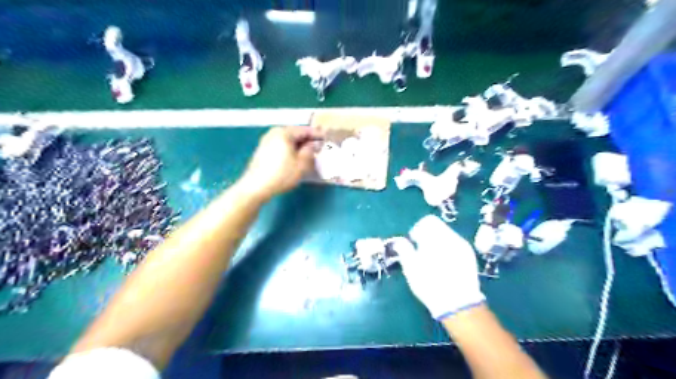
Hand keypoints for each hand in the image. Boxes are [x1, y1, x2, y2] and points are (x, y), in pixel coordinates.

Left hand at [238, 126, 320, 199]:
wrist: (255, 187)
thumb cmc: (281, 175)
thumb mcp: (302, 164)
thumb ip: (310, 151)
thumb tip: (313, 145)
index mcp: (284, 133)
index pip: (305, 130)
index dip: (318, 135)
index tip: (327, 138)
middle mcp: (274, 133)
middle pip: (295, 134)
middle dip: (308, 140)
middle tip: (320, 146)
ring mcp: (266, 141)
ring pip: (288, 141)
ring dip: (299, 146)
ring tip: (309, 153)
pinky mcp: (262, 151)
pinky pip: (281, 146)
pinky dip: (290, 150)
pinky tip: (295, 158)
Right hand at [397, 217, 485, 319]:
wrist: (458, 304)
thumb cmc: (430, 285)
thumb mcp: (411, 268)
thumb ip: (404, 250)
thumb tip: (400, 241)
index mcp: (437, 238)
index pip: (428, 221)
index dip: (418, 229)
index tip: (413, 242)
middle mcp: (453, 238)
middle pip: (438, 227)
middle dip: (427, 235)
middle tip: (421, 250)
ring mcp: (463, 247)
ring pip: (447, 235)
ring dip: (437, 242)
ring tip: (432, 258)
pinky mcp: (470, 256)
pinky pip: (455, 244)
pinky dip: (447, 248)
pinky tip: (444, 263)